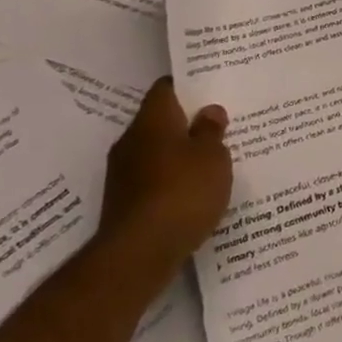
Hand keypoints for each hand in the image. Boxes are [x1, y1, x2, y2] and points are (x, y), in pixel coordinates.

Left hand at [96, 77, 232, 281]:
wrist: (138, 255)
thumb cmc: (182, 192)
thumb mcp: (213, 157)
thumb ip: (211, 132)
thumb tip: (208, 112)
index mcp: (152, 121)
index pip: (165, 89)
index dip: (187, 86)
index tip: (209, 89)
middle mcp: (131, 142)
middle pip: (160, 122)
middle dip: (186, 124)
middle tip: (219, 126)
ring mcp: (122, 175)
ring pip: (156, 153)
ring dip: (179, 155)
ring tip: (211, 161)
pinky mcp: (123, 204)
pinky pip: (153, 180)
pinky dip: (172, 181)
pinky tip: (194, 193)